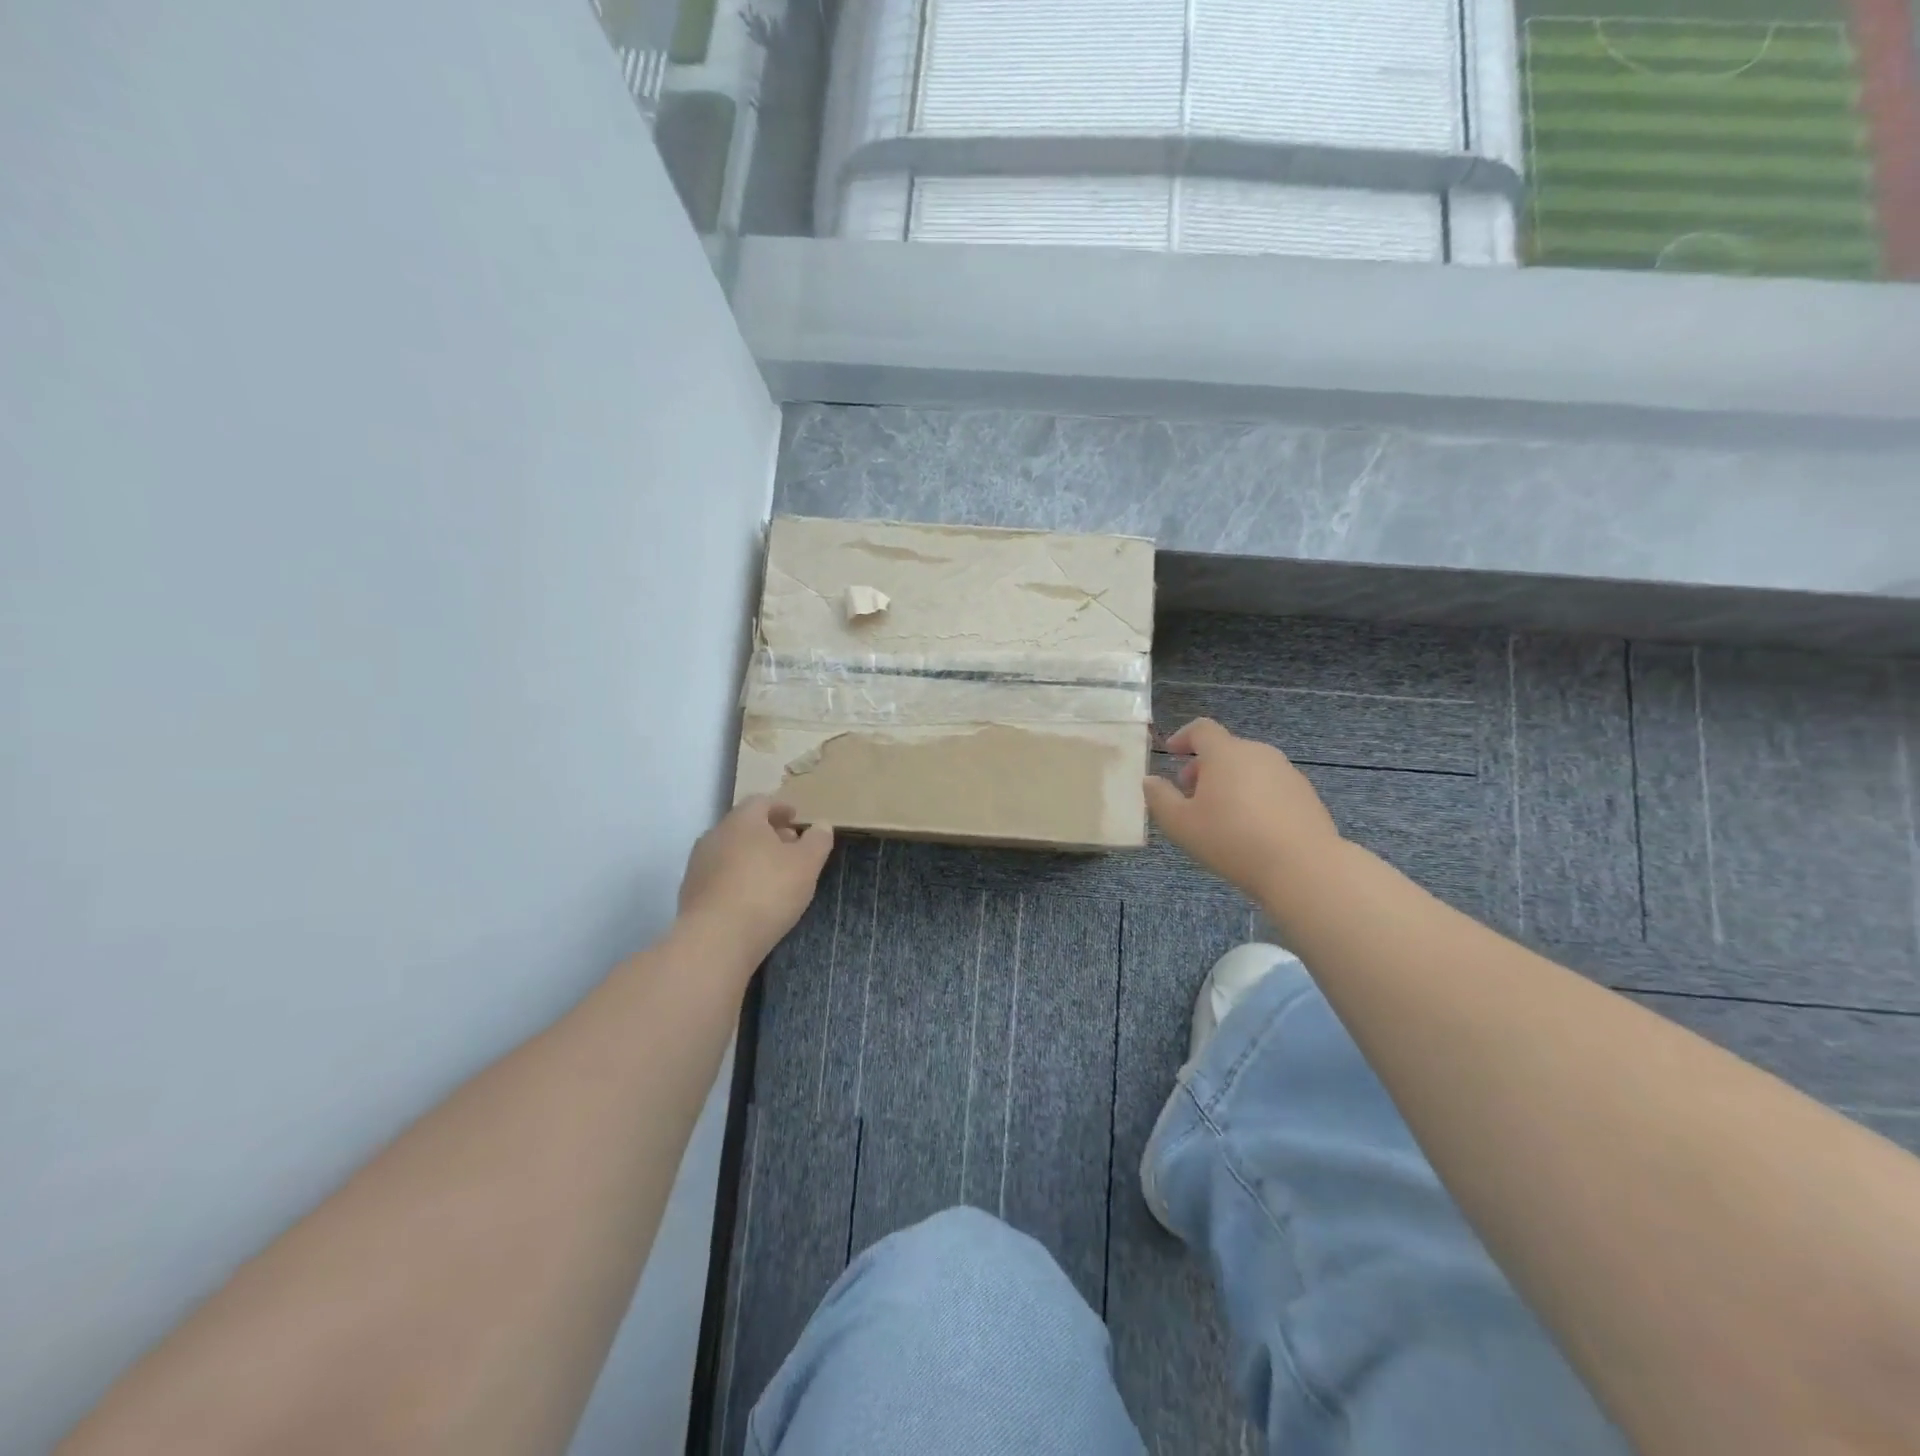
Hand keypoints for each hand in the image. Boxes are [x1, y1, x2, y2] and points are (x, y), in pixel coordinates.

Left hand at [677, 797, 834, 959]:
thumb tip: (821, 825)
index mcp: (742, 821)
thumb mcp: (807, 864)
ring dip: (751, 856)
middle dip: (768, 833)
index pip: (761, 802)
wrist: (715, 940)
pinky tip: (751, 897)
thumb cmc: (767, 891)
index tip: (796, 818)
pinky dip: (737, 878)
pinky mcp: (690, 893)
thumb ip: (818, 840)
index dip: (781, 807)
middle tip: (790, 847)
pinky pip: (720, 875)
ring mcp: (698, 865)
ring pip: (730, 851)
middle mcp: (715, 835)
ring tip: (772, 875)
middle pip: (744, 826)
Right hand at [1144, 718, 1341, 898]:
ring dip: (1229, 782)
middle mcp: (1258, 753)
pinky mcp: (1306, 795)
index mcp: (1226, 753)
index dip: (1183, 737)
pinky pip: (1270, 786)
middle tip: (1190, 795)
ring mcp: (1287, 773)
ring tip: (1220, 816)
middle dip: (1204, 767)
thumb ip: (1159, 798)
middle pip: (1225, 750)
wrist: (1303, 867)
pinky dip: (1254, 796)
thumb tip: (1150, 780)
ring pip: (1249, 768)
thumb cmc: (1232, 840)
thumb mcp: (1180, 824)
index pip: (1202, 729)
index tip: (1171, 752)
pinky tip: (1251, 829)